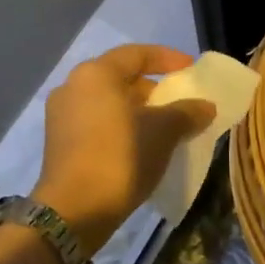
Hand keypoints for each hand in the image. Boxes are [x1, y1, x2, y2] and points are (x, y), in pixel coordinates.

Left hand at [31, 44, 214, 256]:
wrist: (74, 209)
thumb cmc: (120, 157)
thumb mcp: (163, 132)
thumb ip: (186, 112)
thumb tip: (205, 105)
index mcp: (96, 74)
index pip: (136, 54)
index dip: (167, 58)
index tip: (191, 69)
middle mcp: (73, 85)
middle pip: (119, 77)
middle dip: (152, 88)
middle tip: (178, 102)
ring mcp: (61, 114)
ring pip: (107, 102)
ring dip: (136, 110)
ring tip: (163, 126)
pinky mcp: (58, 141)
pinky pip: (96, 122)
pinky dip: (119, 126)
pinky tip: (139, 145)